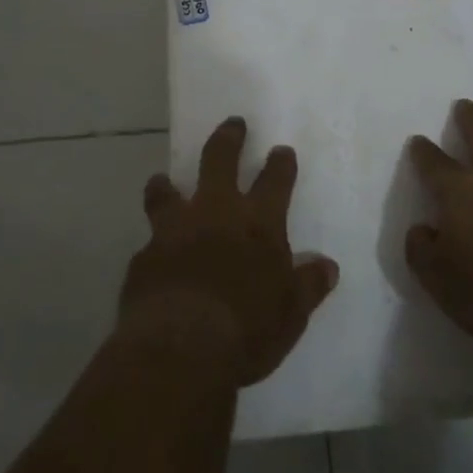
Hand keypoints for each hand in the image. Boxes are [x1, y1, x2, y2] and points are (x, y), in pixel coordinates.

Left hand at [120, 117, 339, 387]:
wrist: (181, 348)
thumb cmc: (248, 329)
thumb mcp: (291, 312)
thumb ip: (308, 285)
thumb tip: (328, 266)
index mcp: (258, 223)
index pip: (275, 181)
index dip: (280, 164)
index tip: (281, 151)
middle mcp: (216, 214)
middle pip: (220, 161)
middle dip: (228, 139)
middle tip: (232, 124)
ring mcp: (175, 231)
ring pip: (167, 193)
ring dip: (167, 185)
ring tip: (162, 180)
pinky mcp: (144, 257)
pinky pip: (148, 242)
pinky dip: (154, 244)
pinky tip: (153, 255)